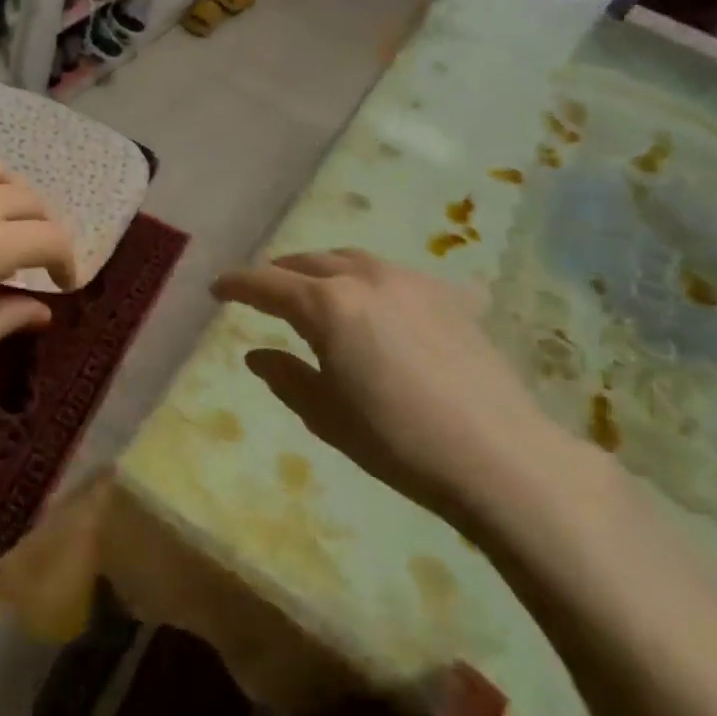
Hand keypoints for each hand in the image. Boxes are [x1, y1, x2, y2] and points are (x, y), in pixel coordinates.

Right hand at [212, 249, 581, 529]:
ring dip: (324, 269)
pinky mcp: (450, 297)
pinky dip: (370, 281)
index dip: (237, 285)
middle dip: (280, 272)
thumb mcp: (326, 414)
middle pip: (309, 262)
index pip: (266, 284)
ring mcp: (412, 282)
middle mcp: (365, 278)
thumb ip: (286, 376)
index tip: (217, 288)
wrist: (499, 456)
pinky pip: (396, 276)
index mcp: (326, 305)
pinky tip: (378, 303)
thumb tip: (257, 354)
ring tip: (314, 288)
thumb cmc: (396, 440)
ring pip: (353, 260)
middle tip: (263, 289)